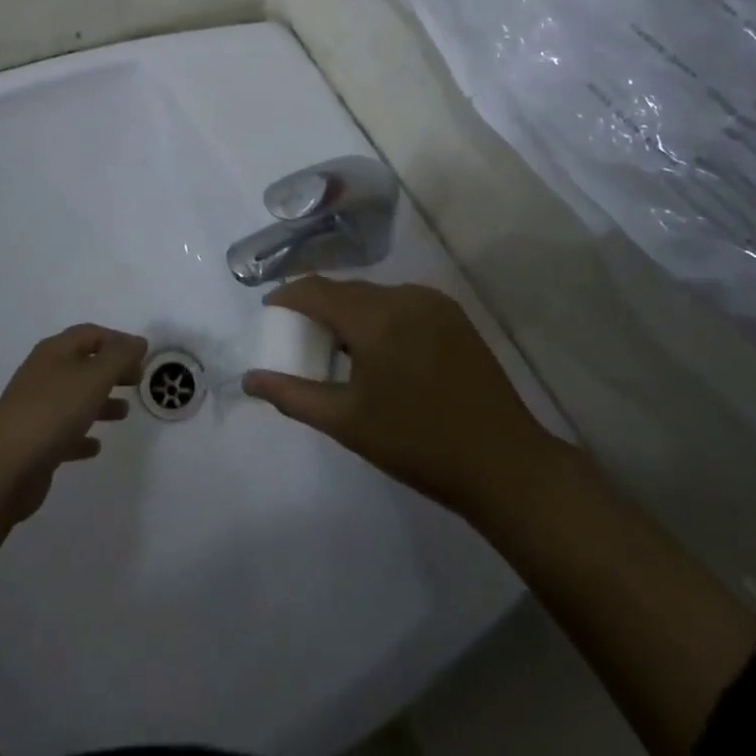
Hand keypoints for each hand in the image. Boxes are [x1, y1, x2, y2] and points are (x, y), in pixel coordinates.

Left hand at [0, 323, 147, 585]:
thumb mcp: (93, 377)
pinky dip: (82, 434)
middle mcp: (44, 374)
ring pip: (75, 398)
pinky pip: (65, 432)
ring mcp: (37, 409)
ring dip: (101, 402)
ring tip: (124, 413)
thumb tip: (138, 342)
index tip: (142, 355)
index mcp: (55, 352)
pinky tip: (96, 446)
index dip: (117, 340)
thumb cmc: (52, 412)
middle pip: (84, 364)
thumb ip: (119, 357)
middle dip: (112, 370)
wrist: (3, 469)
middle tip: (137, 380)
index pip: (90, 333)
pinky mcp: (35, 442)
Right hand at [242, 278, 560, 523]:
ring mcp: (432, 302)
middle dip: (318, 308)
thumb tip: (250, 379)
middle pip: (346, 291)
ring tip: (340, 350)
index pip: (316, 290)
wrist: (504, 464)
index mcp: (375, 316)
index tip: (269, 315)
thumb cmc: (417, 445)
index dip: (287, 298)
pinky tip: (380, 352)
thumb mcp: (347, 422)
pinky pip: (401, 304)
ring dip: (350, 314)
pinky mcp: (453, 314)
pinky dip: (380, 318)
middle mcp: (403, 295)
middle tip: (301, 340)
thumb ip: (293, 395)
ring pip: (374, 296)